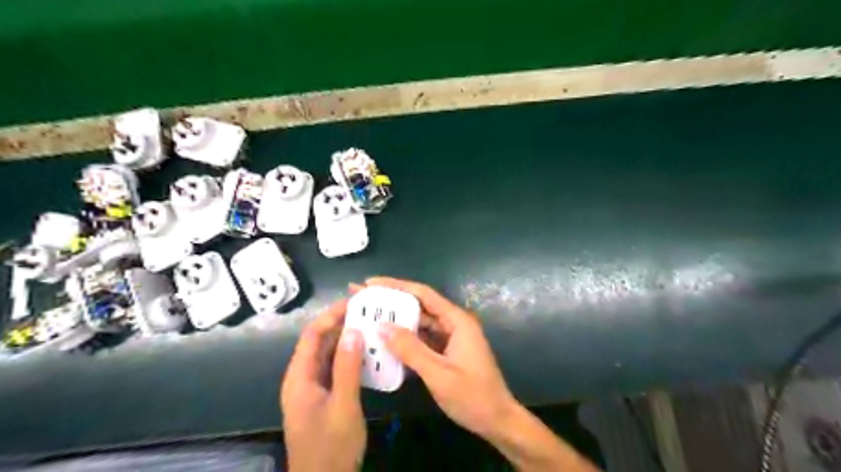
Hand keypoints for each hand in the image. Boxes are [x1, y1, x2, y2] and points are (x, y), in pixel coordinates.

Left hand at [282, 298, 364, 470]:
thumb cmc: (331, 447)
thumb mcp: (343, 406)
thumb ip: (347, 367)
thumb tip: (353, 330)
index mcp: (300, 377)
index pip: (313, 334)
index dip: (332, 314)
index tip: (355, 302)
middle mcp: (302, 378)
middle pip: (319, 342)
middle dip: (341, 324)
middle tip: (369, 311)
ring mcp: (312, 388)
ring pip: (328, 354)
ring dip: (347, 340)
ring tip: (371, 326)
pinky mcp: (322, 396)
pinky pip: (334, 368)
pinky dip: (349, 357)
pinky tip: (368, 353)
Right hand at [364, 276, 519, 438]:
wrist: (497, 421)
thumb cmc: (473, 397)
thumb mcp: (439, 374)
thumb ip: (411, 349)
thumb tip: (381, 327)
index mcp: (457, 320)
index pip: (423, 294)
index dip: (396, 286)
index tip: (370, 283)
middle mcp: (454, 323)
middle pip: (419, 306)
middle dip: (391, 302)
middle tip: (362, 299)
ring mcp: (450, 337)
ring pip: (419, 323)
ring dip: (396, 321)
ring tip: (367, 317)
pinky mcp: (446, 351)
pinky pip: (422, 339)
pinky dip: (405, 339)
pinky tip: (384, 341)